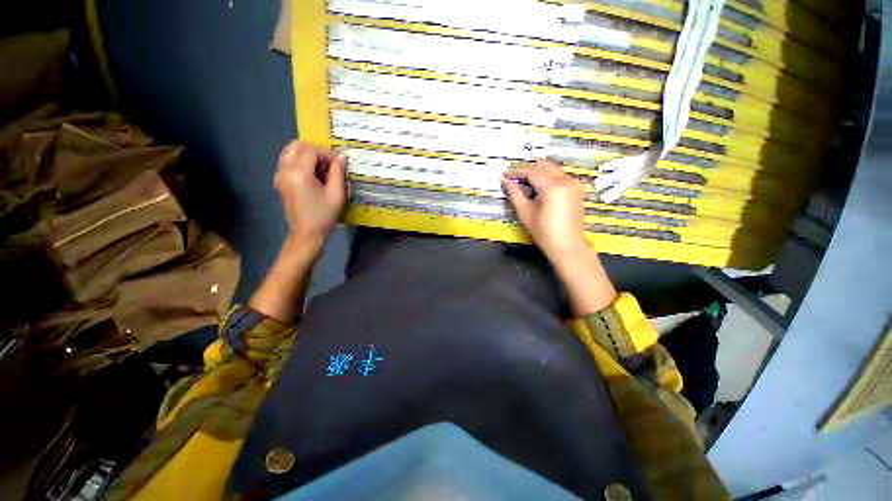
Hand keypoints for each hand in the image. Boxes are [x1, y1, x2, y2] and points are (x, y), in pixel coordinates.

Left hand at [274, 141, 347, 242]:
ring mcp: (279, 175)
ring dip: (307, 156)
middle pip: (297, 146)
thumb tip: (342, 157)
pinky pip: (288, 162)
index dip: (327, 155)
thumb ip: (338, 172)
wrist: (307, 233)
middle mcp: (284, 170)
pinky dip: (300, 162)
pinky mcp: (279, 181)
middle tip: (328, 165)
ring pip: (290, 152)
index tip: (338, 166)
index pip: (312, 151)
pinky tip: (313, 176)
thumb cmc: (324, 214)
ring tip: (321, 171)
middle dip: (315, 152)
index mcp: (299, 173)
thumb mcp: (336, 194)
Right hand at [501, 160, 588, 261]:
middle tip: (514, 179)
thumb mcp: (525, 213)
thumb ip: (514, 193)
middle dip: (527, 170)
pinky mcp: (577, 188)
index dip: (516, 172)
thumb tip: (504, 180)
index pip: (531, 171)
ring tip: (524, 184)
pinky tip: (538, 188)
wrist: (568, 246)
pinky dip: (547, 177)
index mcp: (553, 187)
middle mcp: (566, 180)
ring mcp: (573, 183)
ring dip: (537, 173)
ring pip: (552, 168)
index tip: (505, 175)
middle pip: (543, 165)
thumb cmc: (544, 232)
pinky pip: (559, 175)